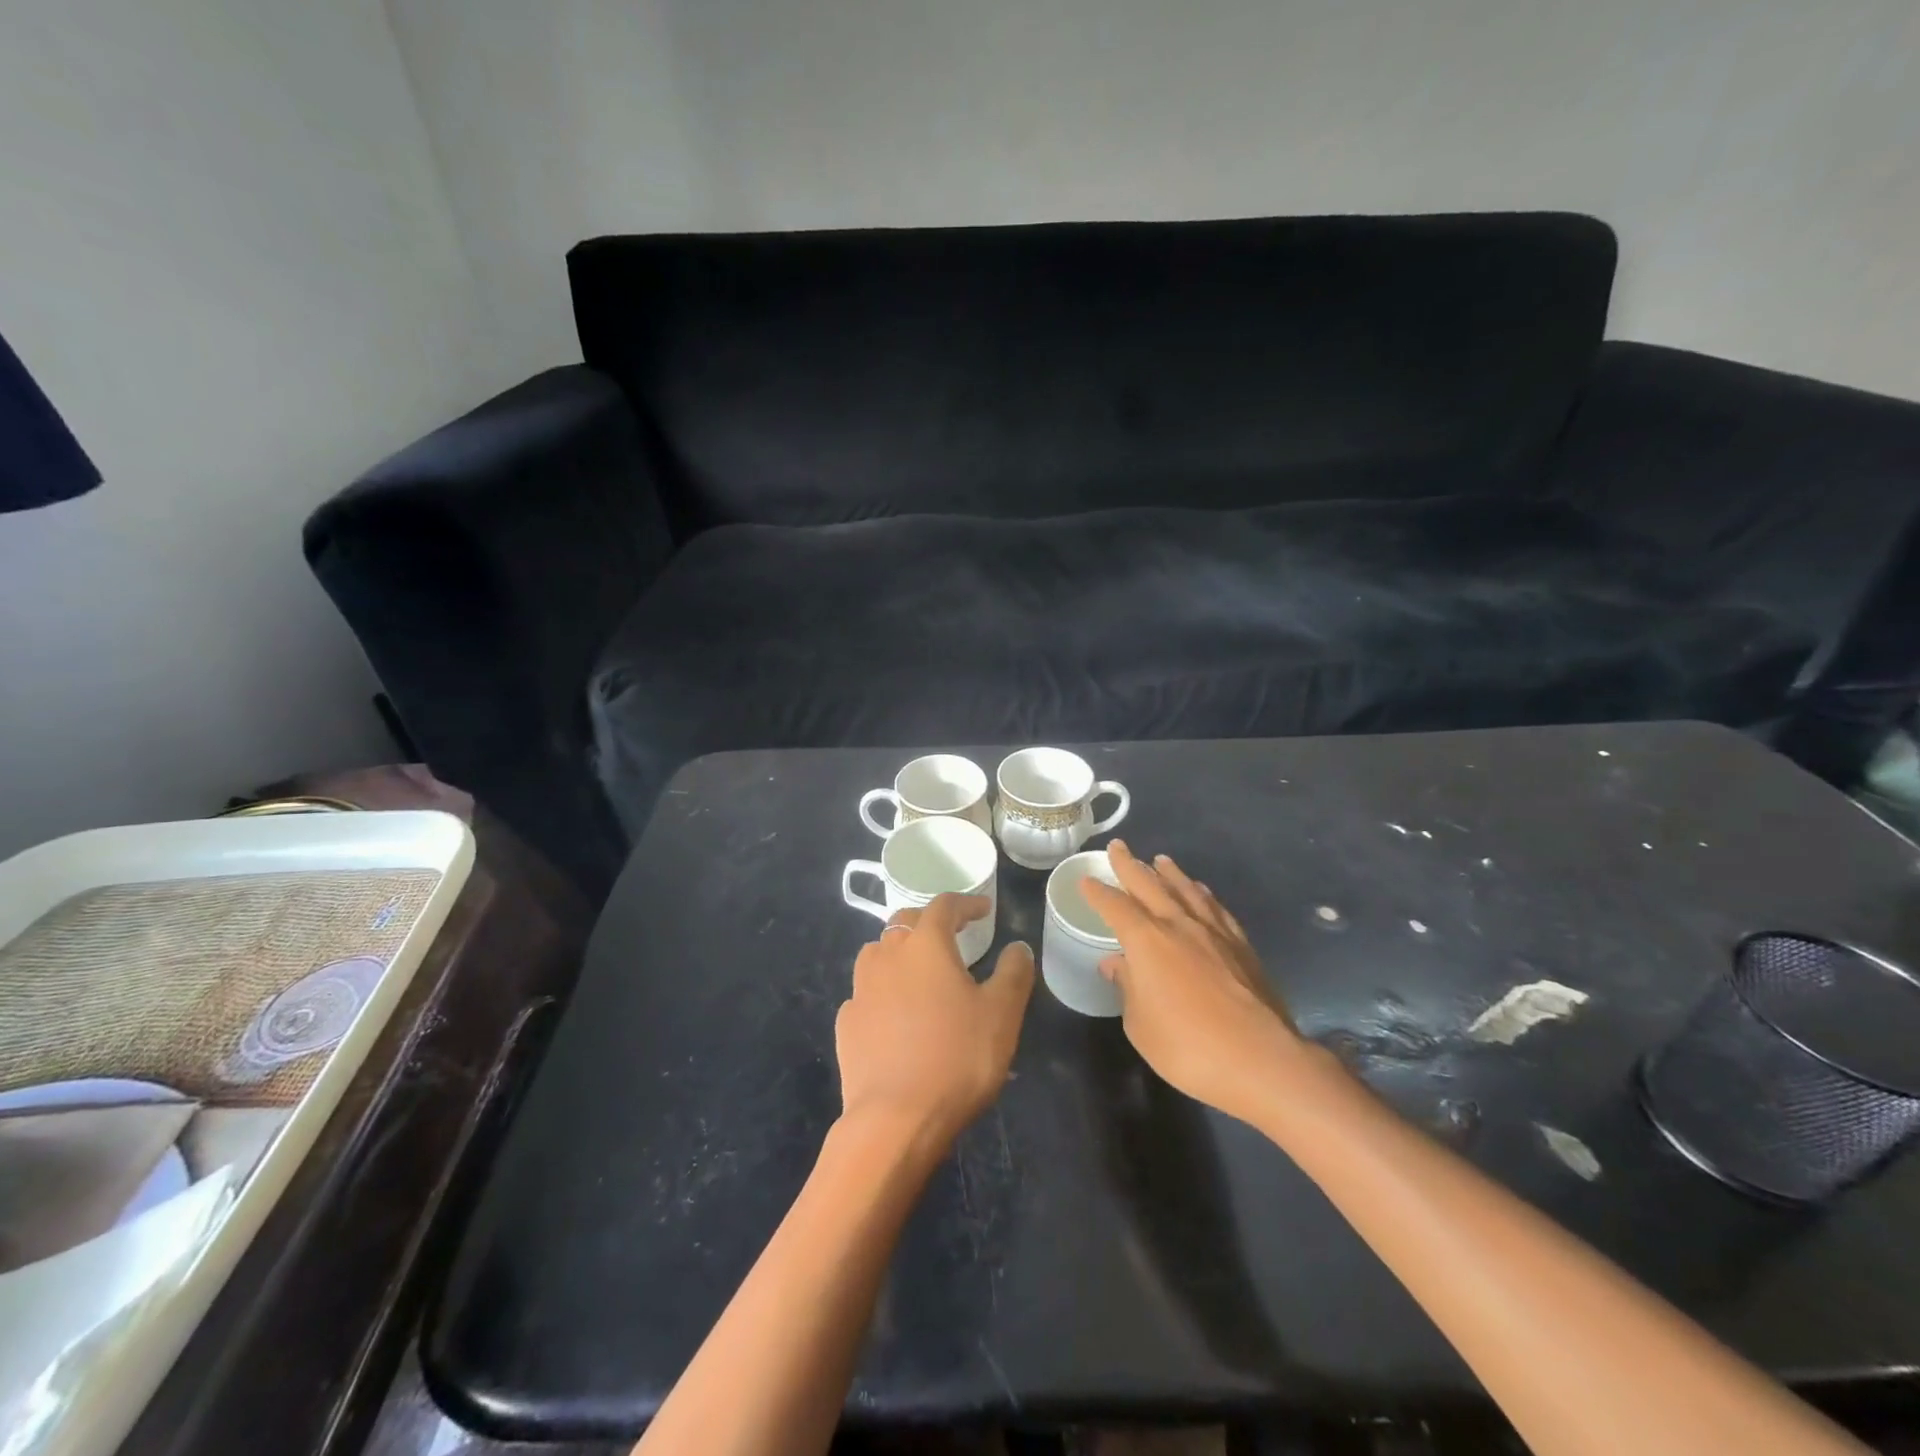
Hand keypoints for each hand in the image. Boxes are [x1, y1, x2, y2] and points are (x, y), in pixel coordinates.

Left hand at [835, 894, 1034, 1149]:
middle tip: (951, 934)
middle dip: (930, 921)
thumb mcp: (1002, 1014)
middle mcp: (888, 955)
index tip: (984, 910)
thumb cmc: (957, 1058)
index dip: (966, 903)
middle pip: (905, 921)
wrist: (895, 1119)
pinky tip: (895, 1012)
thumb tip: (1017, 947)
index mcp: (926, 945)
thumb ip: (1013, 973)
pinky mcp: (847, 1023)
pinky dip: (883, 990)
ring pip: (878, 952)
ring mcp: (861, 989)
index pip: (945, 905)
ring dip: (900, 951)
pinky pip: (866, 992)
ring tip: (919, 969)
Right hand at [1081, 841, 1307, 1122]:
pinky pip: (1215, 908)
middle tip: (1118, 847)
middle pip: (1149, 885)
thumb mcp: (1141, 1025)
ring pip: (1186, 889)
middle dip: (1130, 865)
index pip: (1115, 906)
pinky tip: (1201, 892)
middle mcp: (1178, 925)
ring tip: (1160, 860)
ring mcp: (1214, 932)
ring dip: (1169, 872)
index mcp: (1147, 941)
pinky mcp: (1241, 946)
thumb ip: (1128, 987)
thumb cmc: (1188, 1047)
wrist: (1261, 1060)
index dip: (1098, 892)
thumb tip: (1117, 963)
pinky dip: (1202, 894)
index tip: (1086, 879)